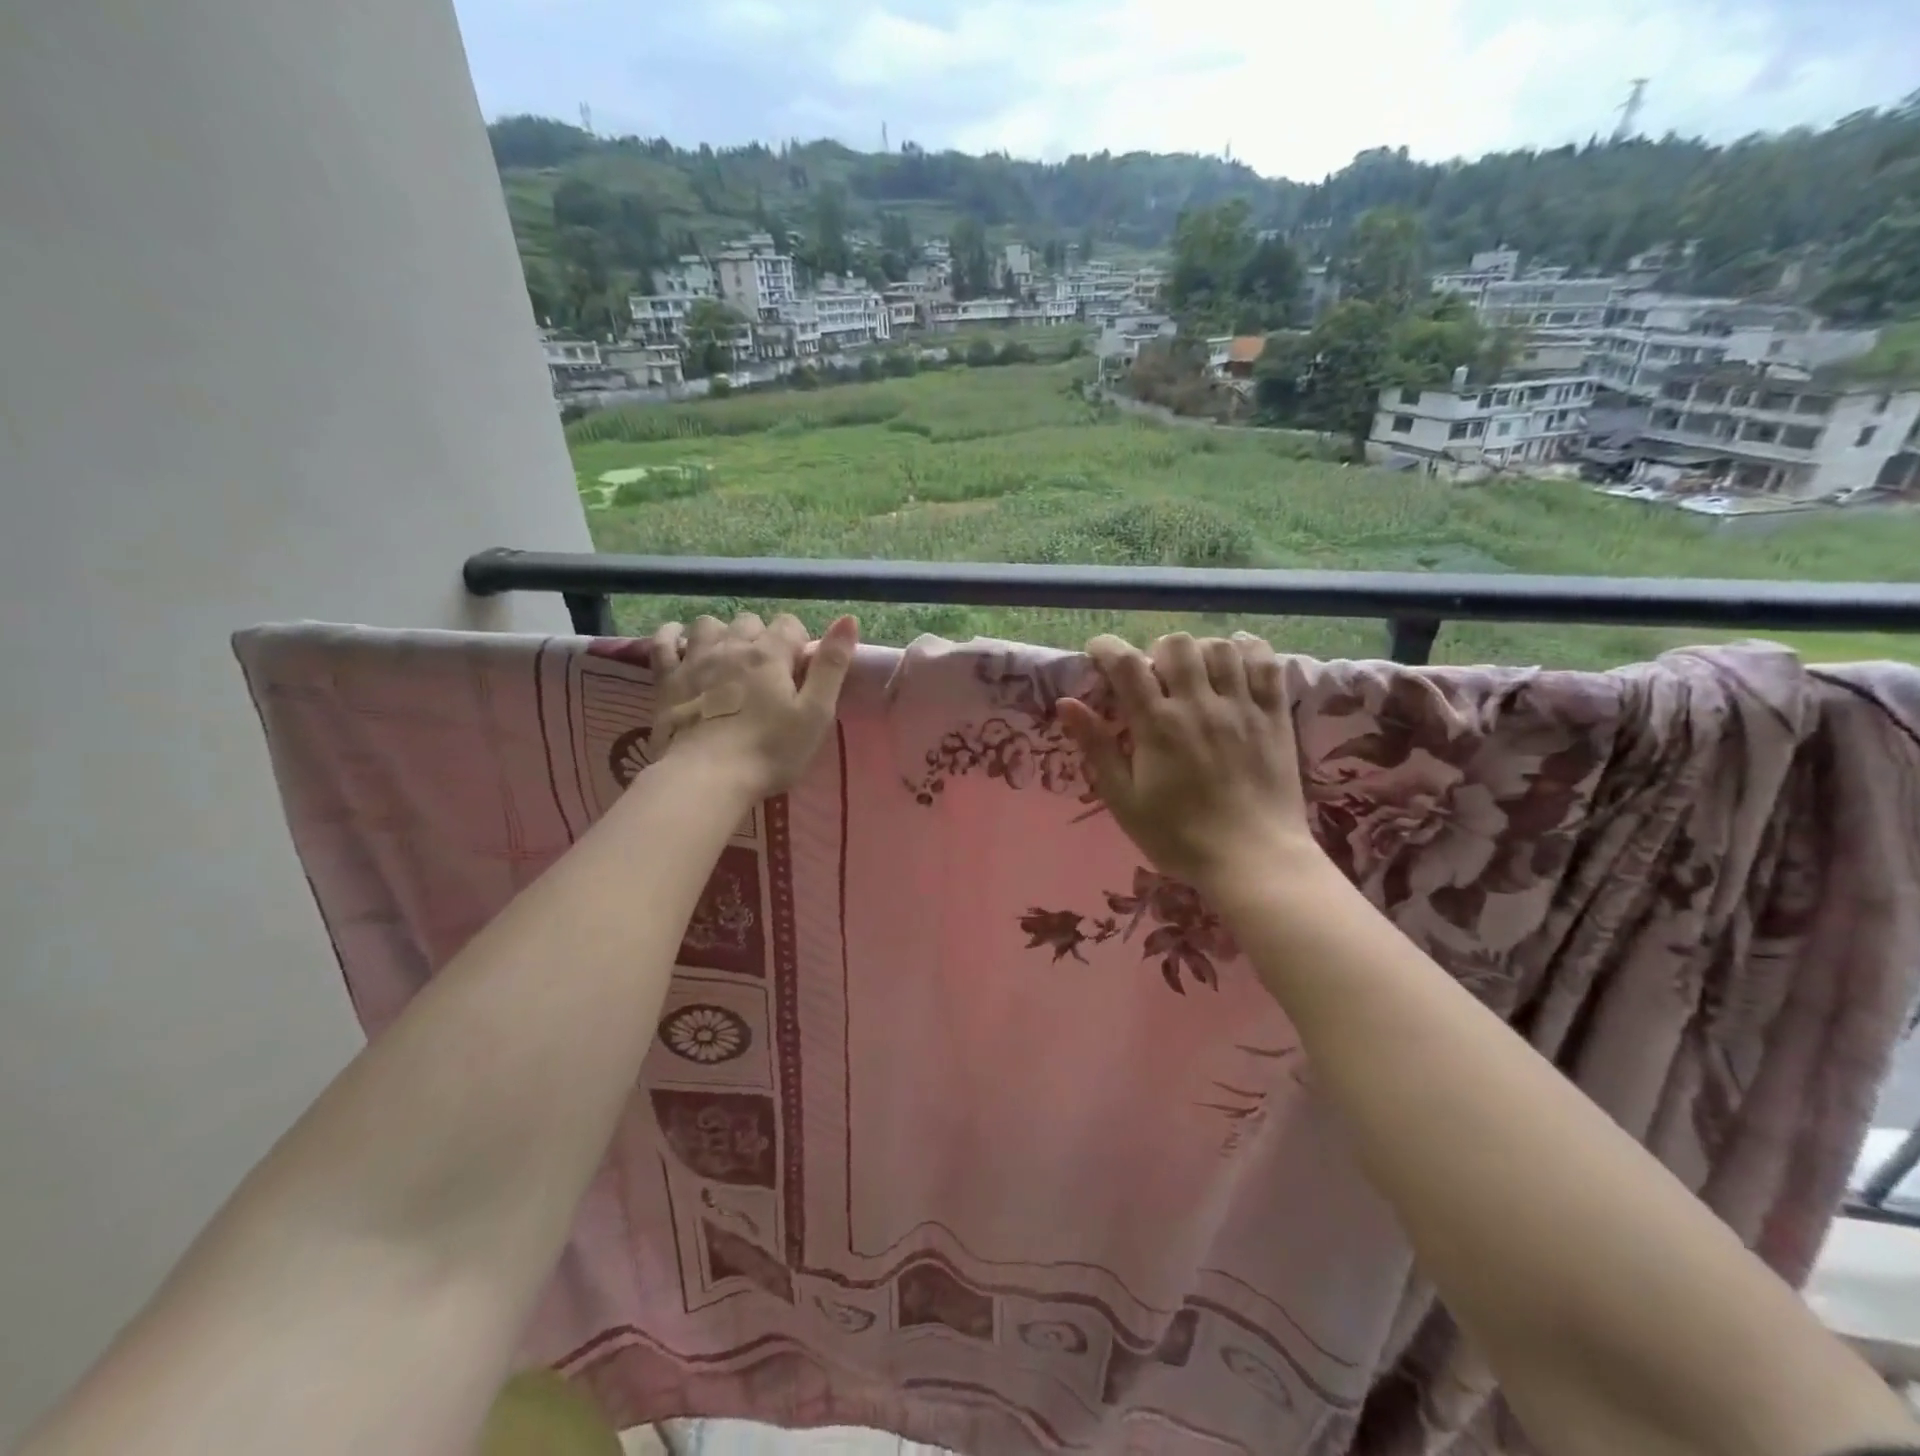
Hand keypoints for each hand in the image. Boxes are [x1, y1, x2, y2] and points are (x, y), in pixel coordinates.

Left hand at [648, 612, 858, 798]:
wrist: (707, 778)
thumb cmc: (770, 751)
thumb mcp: (816, 713)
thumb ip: (832, 666)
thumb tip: (849, 619)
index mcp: (770, 655)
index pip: (789, 624)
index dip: (798, 642)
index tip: (799, 670)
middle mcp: (731, 647)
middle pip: (749, 622)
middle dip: (761, 637)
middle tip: (766, 671)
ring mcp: (695, 660)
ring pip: (708, 625)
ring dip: (721, 634)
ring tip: (727, 658)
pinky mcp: (666, 680)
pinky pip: (664, 642)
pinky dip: (672, 636)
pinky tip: (679, 641)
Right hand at [1057, 631, 1321, 893]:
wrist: (1253, 861)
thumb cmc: (1179, 837)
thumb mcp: (1124, 800)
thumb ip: (1097, 747)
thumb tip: (1066, 704)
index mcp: (1157, 725)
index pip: (1126, 664)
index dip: (1107, 648)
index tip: (1099, 654)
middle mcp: (1199, 705)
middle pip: (1175, 644)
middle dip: (1156, 651)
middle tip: (1154, 677)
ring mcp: (1242, 707)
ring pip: (1219, 647)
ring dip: (1199, 652)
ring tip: (1194, 674)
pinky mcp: (1275, 715)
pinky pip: (1266, 663)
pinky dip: (1249, 651)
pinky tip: (1236, 660)